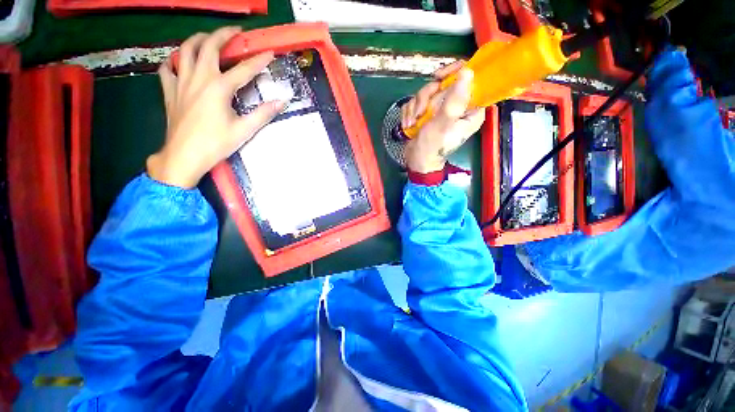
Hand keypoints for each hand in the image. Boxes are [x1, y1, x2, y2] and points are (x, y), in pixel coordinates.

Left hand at [147, 27, 286, 188]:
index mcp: (219, 87)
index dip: (259, 60)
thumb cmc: (216, 143)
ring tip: (207, 38)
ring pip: (185, 50)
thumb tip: (282, 102)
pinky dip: (174, 61)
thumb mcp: (244, 130)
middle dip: (223, 34)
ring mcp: (181, 82)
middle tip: (235, 32)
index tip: (270, 52)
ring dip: (197, 39)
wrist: (184, 156)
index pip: (244, 69)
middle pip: (209, 46)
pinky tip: (180, 62)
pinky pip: (167, 68)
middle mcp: (199, 77)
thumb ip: (263, 113)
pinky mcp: (169, 90)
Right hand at [401, 61, 484, 173]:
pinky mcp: (428, 111)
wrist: (416, 161)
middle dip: (427, 98)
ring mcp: (441, 108)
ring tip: (413, 123)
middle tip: (421, 113)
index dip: (453, 73)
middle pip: (443, 83)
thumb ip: (455, 100)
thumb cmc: (432, 147)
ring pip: (428, 91)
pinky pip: (417, 101)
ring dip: (416, 107)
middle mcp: (457, 106)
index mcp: (470, 109)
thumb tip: (468, 72)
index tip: (438, 79)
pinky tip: (409, 124)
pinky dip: (411, 112)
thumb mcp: (443, 124)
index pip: (469, 79)